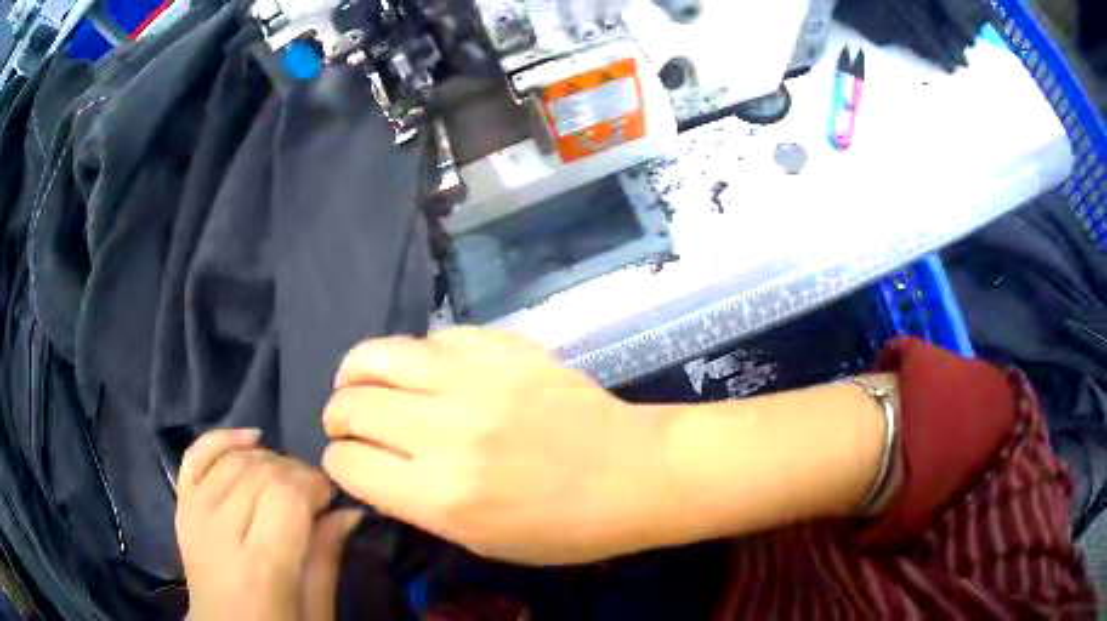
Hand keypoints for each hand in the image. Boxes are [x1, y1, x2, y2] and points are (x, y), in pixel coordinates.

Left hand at [176, 430, 362, 620]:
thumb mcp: (316, 610)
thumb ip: (327, 558)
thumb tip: (351, 511)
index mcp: (260, 567)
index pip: (286, 496)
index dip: (314, 485)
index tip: (331, 498)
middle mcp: (219, 532)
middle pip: (260, 472)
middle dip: (296, 472)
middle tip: (315, 493)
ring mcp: (194, 513)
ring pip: (234, 459)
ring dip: (269, 459)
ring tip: (287, 480)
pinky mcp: (182, 505)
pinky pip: (197, 455)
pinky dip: (223, 439)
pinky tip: (251, 438)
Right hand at [322, 328, 675, 565]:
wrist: (633, 473)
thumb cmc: (562, 527)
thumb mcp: (478, 540)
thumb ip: (414, 502)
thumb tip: (370, 464)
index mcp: (440, 495)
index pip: (347, 463)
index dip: (340, 463)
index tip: (350, 461)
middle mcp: (446, 432)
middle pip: (351, 405)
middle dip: (338, 416)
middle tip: (348, 422)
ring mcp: (476, 380)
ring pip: (378, 355)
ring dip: (357, 372)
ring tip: (360, 381)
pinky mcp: (503, 348)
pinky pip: (434, 337)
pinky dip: (417, 356)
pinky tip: (427, 370)